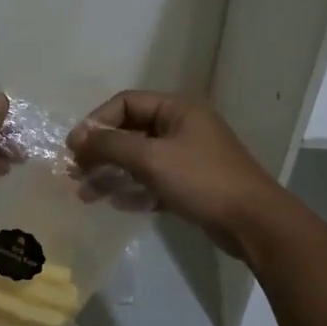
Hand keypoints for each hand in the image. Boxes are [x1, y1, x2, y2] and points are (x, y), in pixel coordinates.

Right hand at [68, 91, 281, 259]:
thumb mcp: (151, 158)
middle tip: (76, 174)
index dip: (96, 122)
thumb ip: (110, 145)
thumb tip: (77, 137)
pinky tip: (118, 204)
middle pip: (131, 132)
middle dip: (101, 152)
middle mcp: (182, 126)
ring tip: (86, 195)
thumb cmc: (201, 180)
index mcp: (177, 109)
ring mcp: (188, 156)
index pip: (126, 103)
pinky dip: (135, 189)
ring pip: (140, 159)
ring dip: (112, 174)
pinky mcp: (192, 183)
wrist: (252, 222)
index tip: (74, 147)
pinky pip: (154, 180)